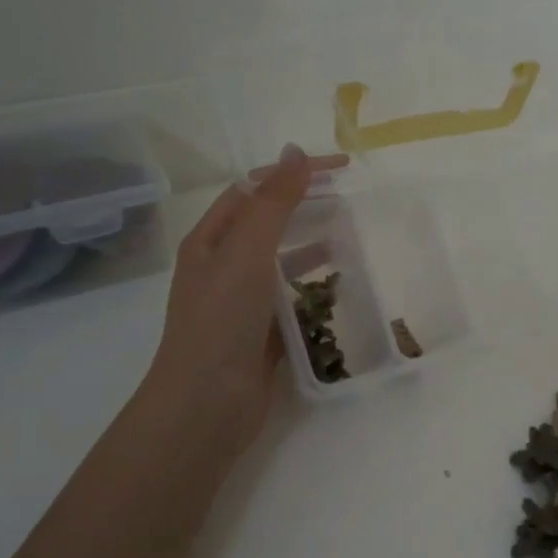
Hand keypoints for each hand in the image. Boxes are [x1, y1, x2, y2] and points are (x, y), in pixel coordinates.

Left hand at [139, 146, 345, 460]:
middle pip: (268, 222)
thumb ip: (273, 202)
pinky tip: (339, 286)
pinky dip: (314, 286)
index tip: (340, 169)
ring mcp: (241, 302)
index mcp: (210, 240)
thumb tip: (295, 152)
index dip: (293, 173)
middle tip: (350, 199)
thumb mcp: (247, 252)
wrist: (206, 405)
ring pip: (281, 261)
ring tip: (350, 237)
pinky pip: (292, 298)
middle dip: (306, 206)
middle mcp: (222, 266)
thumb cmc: (222, 320)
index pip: (253, 189)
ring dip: (312, 245)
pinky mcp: (261, 333)